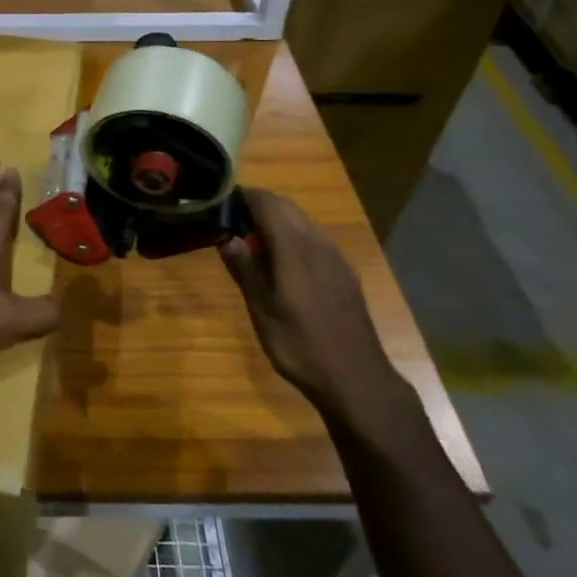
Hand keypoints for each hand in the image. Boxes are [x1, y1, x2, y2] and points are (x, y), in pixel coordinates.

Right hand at [221, 188, 408, 421]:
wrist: (356, 379)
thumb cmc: (300, 345)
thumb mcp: (262, 310)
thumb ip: (245, 268)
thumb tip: (226, 237)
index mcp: (295, 248)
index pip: (267, 203)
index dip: (243, 197)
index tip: (220, 202)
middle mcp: (318, 243)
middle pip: (287, 207)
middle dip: (259, 206)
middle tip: (231, 222)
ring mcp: (336, 258)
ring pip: (303, 222)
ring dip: (277, 221)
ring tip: (252, 242)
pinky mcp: (345, 273)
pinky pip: (315, 240)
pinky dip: (294, 237)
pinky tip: (283, 264)